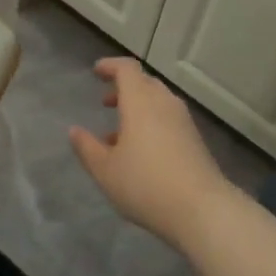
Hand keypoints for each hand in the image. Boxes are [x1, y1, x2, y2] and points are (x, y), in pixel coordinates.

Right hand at [69, 58, 240, 251]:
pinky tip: (140, 151)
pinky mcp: (195, 139)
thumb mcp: (105, 170)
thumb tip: (74, 131)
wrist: (201, 209)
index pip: (127, 69)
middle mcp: (164, 104)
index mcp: (140, 102)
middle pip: (145, 83)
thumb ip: (87, 148)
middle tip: (105, 101)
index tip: (96, 72)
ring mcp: (183, 121)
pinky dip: (151, 123)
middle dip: (123, 88)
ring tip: (116, 133)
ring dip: (137, 108)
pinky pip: (168, 119)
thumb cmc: (145, 184)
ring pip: (158, 102)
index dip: (111, 66)